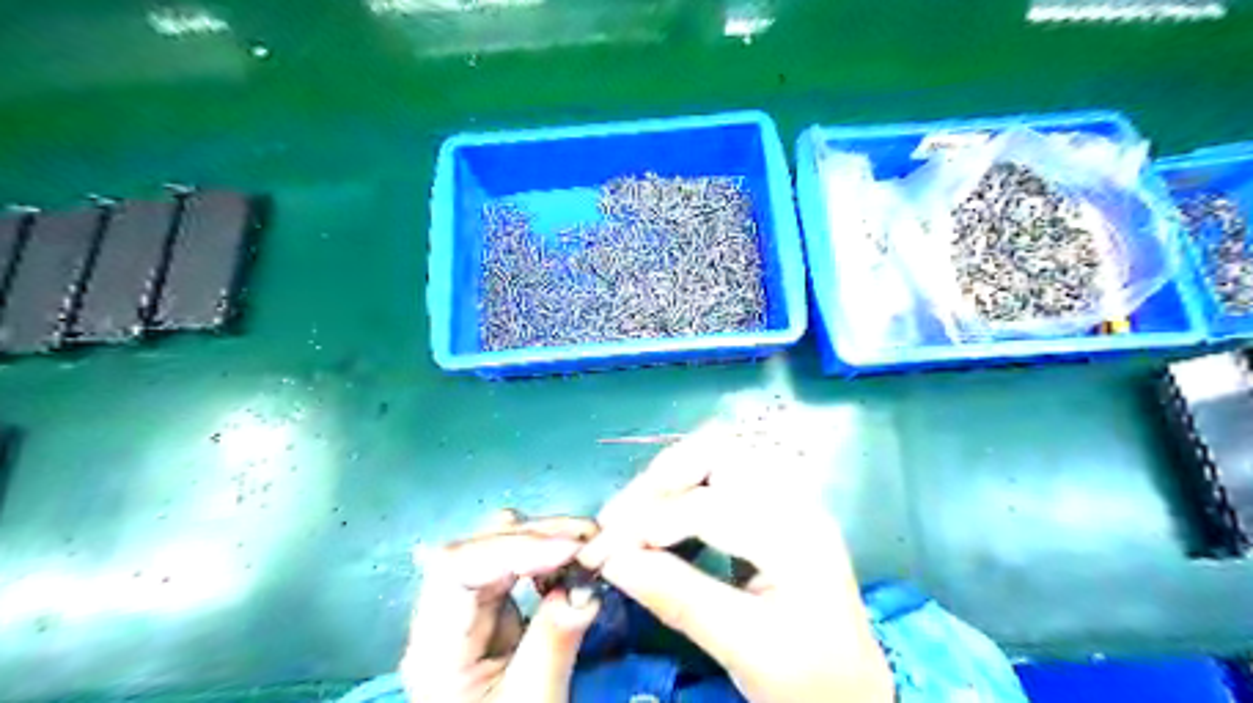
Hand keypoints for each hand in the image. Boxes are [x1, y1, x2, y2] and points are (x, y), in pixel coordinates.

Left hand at [399, 512, 599, 701]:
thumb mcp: (532, 701)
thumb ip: (554, 641)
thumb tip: (586, 588)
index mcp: (435, 646)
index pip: (456, 570)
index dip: (513, 548)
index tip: (570, 550)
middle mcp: (442, 614)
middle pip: (476, 549)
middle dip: (535, 536)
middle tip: (589, 537)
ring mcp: (465, 606)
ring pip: (495, 547)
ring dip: (543, 537)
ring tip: (586, 544)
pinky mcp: (489, 607)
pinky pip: (513, 564)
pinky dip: (545, 553)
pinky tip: (570, 560)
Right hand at [582, 431, 894, 702]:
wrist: (854, 694)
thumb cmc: (809, 679)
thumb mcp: (743, 648)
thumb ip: (677, 597)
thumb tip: (612, 560)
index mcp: (796, 535)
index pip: (708, 506)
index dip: (648, 523)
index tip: (603, 551)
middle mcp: (794, 500)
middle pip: (719, 452)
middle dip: (660, 479)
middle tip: (618, 518)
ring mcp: (786, 498)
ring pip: (719, 454)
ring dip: (670, 476)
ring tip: (634, 514)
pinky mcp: (773, 507)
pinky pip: (723, 473)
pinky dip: (685, 484)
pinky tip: (664, 513)